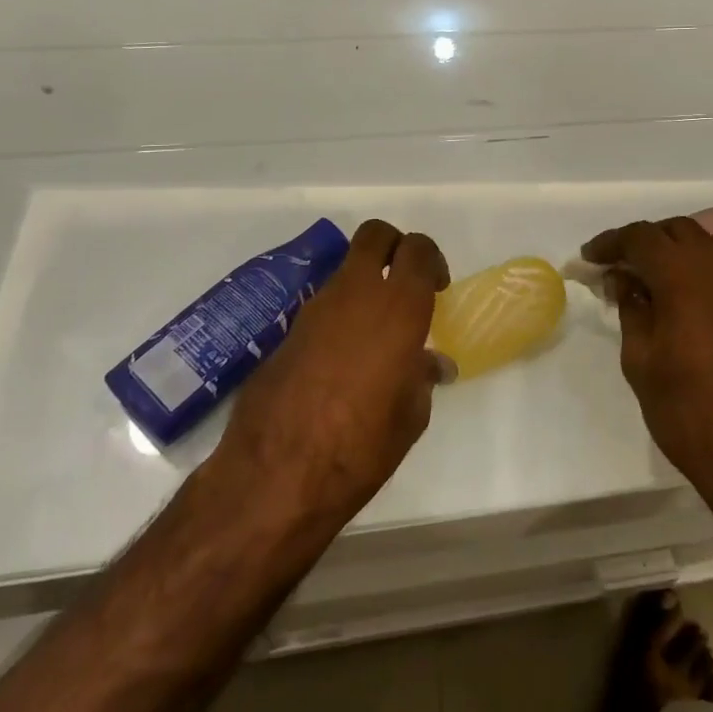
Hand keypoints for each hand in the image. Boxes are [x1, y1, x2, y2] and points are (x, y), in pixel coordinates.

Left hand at [215, 220, 449, 533]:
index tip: (437, 288)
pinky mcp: (287, 331)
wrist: (275, 476)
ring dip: (364, 284)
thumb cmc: (361, 447)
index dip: (431, 259)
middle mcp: (355, 293)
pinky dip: (339, 315)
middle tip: (405, 283)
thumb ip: (421, 378)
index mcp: (397, 307)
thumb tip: (432, 365)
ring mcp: (315, 308)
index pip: (417, 249)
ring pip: (346, 269)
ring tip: (375, 333)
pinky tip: (342, 360)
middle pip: (375, 235)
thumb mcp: (409, 417)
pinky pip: (323, 305)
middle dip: (394, 246)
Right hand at [582, 217, 712, 503]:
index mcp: (683, 274)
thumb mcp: (641, 360)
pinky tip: (683, 297)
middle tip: (616, 268)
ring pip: (705, 244)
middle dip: (643, 241)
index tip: (588, 259)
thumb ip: (631, 309)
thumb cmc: (689, 409)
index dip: (611, 243)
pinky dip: (699, 267)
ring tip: (649, 279)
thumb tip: (624, 279)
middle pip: (676, 231)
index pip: (641, 237)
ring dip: (674, 250)